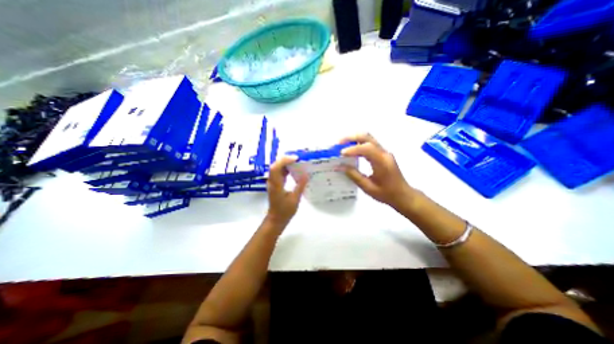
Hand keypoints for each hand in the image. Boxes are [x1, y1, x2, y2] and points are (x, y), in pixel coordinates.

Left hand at [266, 154, 308, 225]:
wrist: (276, 219)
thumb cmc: (285, 211)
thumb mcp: (295, 199)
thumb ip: (300, 186)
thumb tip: (306, 175)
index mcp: (276, 185)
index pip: (276, 168)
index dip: (284, 161)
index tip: (295, 159)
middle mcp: (272, 182)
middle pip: (275, 166)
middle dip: (285, 160)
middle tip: (297, 158)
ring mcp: (273, 183)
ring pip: (276, 168)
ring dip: (285, 163)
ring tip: (296, 161)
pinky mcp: (275, 184)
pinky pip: (279, 173)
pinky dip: (285, 169)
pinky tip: (293, 169)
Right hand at [340, 135, 416, 211]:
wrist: (403, 195)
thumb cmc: (386, 194)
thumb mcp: (368, 187)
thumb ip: (353, 175)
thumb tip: (339, 166)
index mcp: (382, 162)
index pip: (366, 148)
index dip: (352, 149)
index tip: (340, 154)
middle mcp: (384, 153)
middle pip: (367, 137)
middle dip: (351, 138)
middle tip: (338, 143)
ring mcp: (384, 152)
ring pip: (368, 138)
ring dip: (353, 139)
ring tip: (341, 146)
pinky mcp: (382, 154)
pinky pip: (369, 144)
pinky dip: (358, 144)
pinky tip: (350, 151)